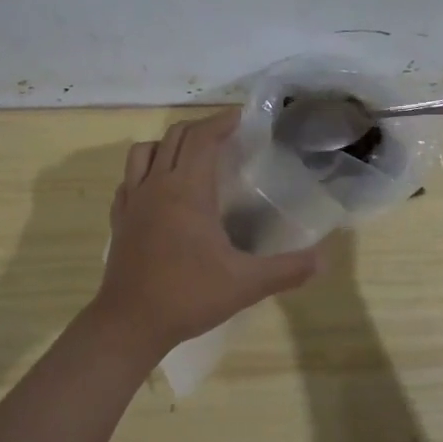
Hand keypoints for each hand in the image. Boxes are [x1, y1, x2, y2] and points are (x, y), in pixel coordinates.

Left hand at [90, 108, 322, 355]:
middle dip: (201, 129)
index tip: (242, 118)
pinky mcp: (119, 219)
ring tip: (191, 157)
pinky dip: (145, 171)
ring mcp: (132, 201)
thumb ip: (287, 269)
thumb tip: (323, 260)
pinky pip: (129, 179)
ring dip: (168, 144)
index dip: (221, 122)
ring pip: (145, 151)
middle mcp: (156, 185)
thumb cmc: (188, 295)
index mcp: (186, 190)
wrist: (130, 323)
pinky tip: (159, 189)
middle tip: (227, 136)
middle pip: (175, 137)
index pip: (201, 138)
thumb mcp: (245, 284)